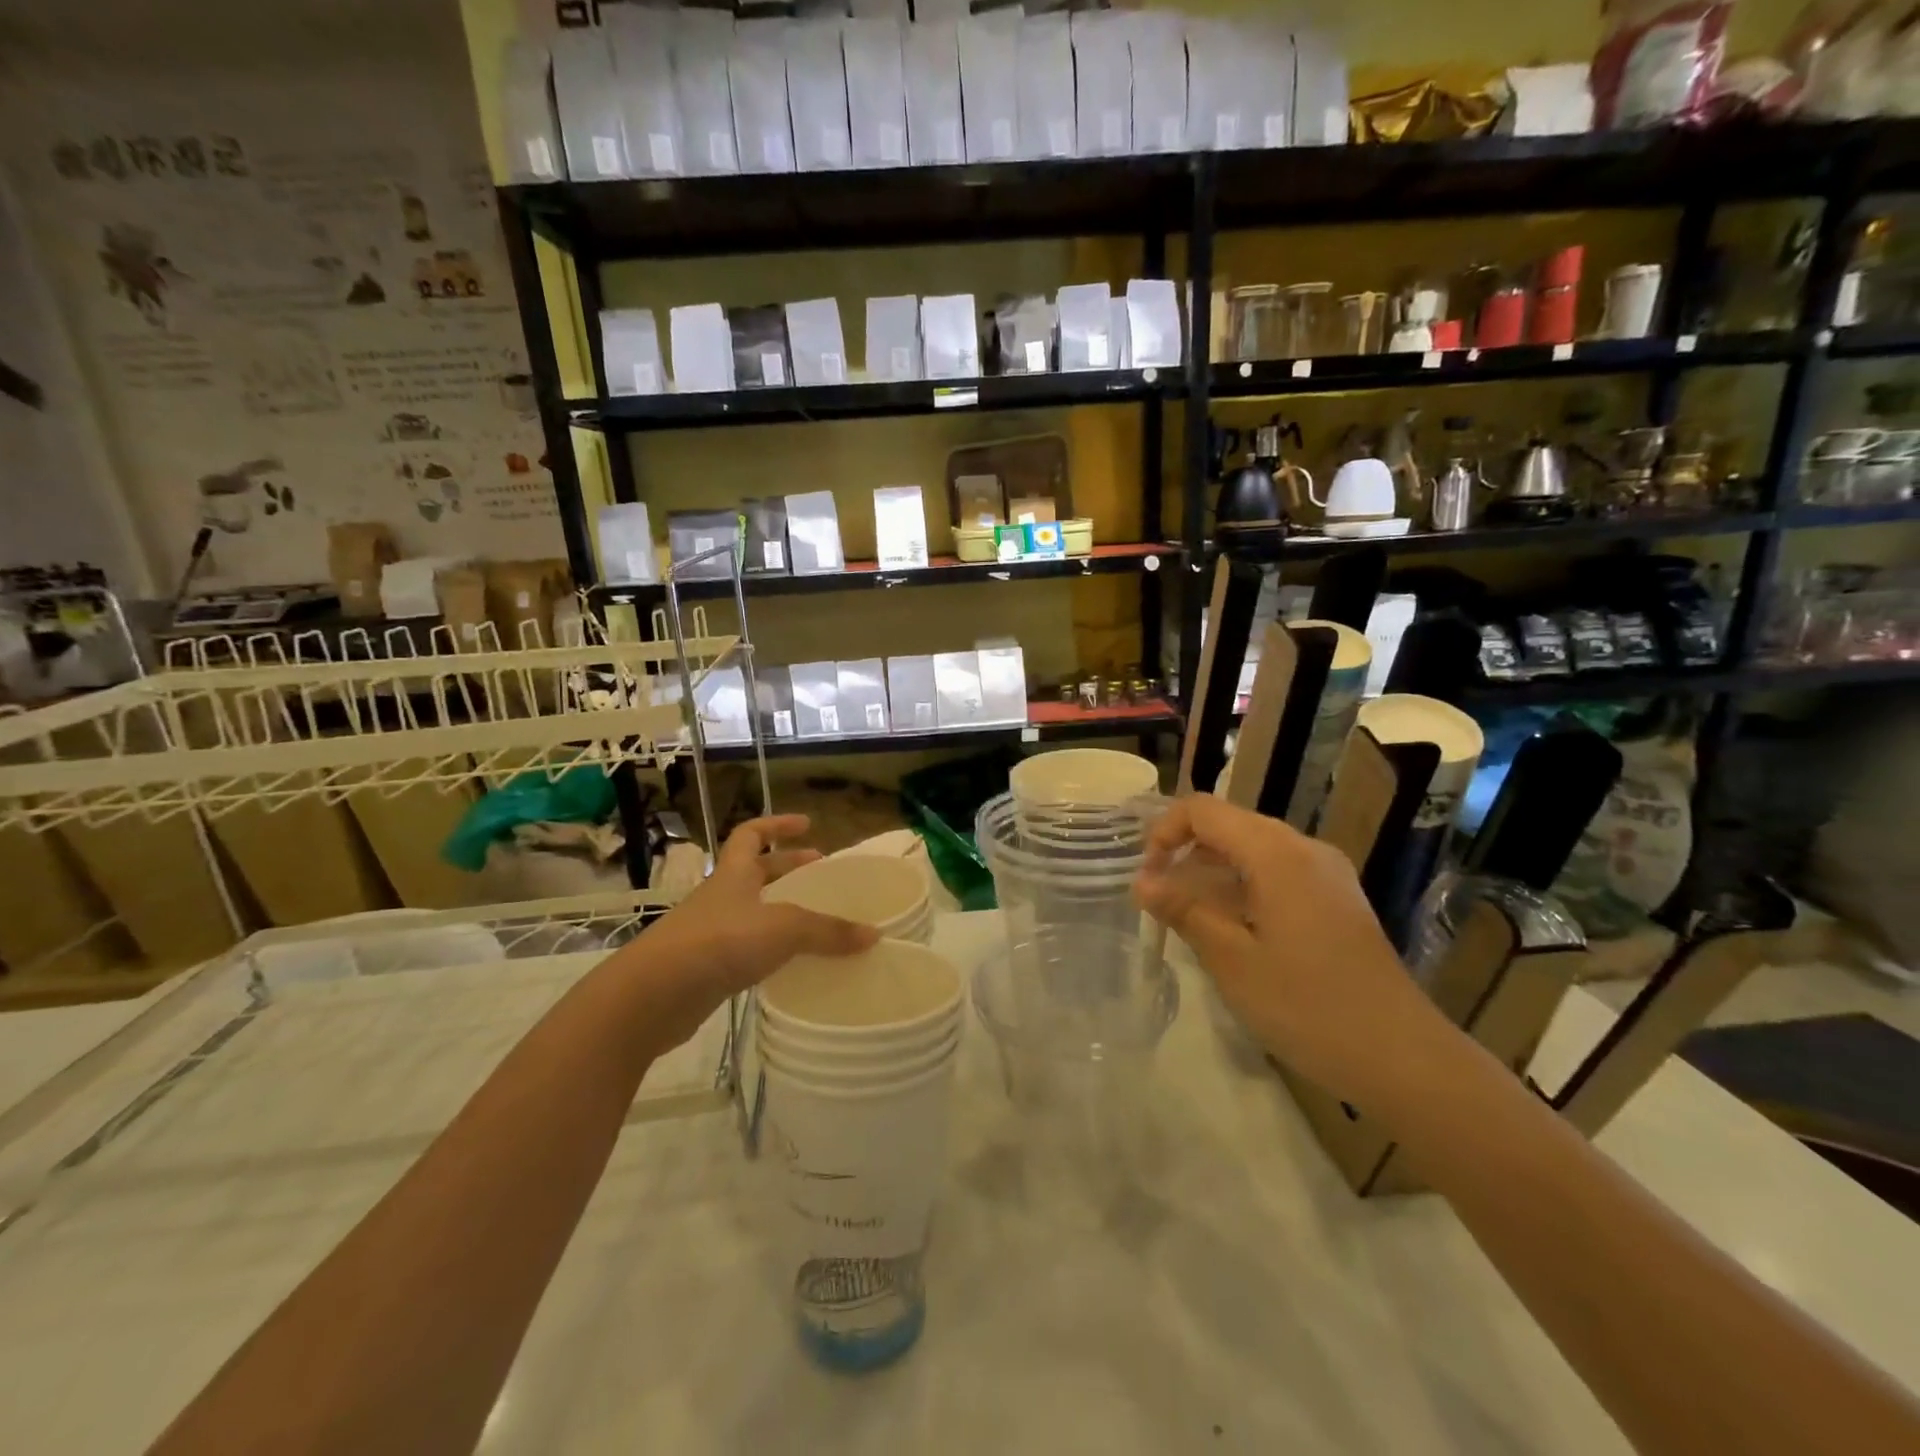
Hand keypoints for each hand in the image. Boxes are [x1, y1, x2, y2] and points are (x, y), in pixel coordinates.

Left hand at [622, 815, 878, 1051]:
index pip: (752, 833)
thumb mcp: (783, 930)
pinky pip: (746, 950)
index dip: (778, 824)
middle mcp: (721, 897)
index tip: (808, 824)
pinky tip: (790, 963)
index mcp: (734, 874)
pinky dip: (769, 950)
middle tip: (820, 875)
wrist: (654, 995)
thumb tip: (873, 935)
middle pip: (755, 873)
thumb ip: (828, 932)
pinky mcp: (706, 969)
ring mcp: (710, 933)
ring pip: (751, 912)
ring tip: (814, 921)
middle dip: (788, 869)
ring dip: (780, 911)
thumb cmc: (720, 942)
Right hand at [1132, 795, 1451, 1108]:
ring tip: (1188, 917)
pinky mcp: (1338, 900)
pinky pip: (1278, 872)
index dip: (1164, 832)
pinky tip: (1233, 929)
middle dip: (1186, 851)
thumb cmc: (1308, 1007)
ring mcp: (1327, 873)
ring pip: (1254, 849)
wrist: (1403, 1057)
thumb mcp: (1231, 960)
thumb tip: (1142, 881)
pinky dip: (1243, 886)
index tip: (1146, 877)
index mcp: (1276, 853)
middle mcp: (1304, 849)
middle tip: (1159, 899)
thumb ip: (1184, 910)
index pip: (1204, 810)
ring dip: (1213, 871)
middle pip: (1230, 824)